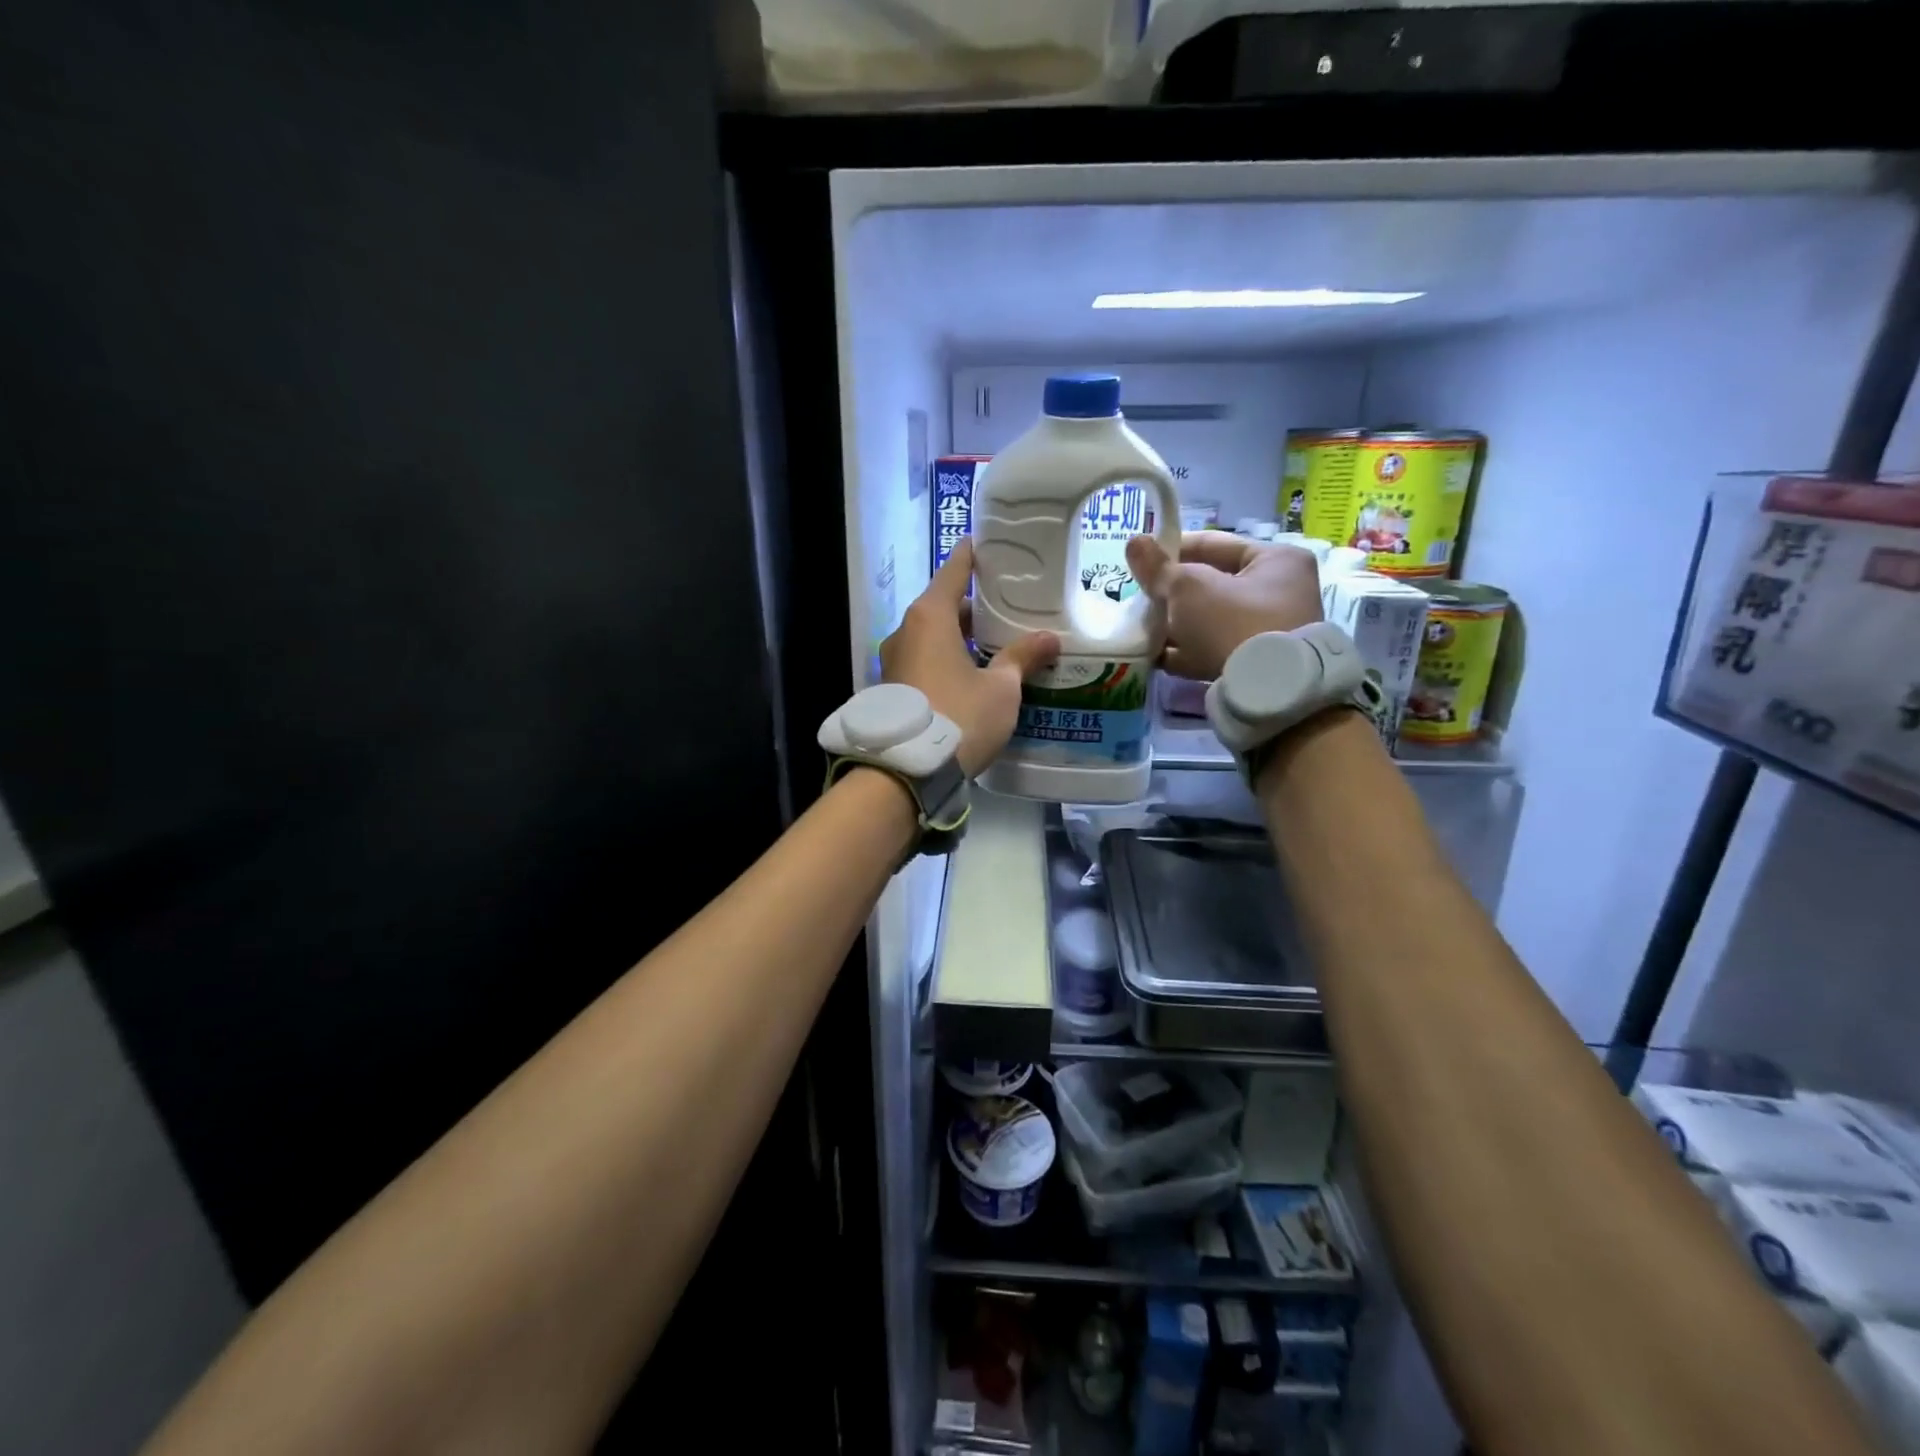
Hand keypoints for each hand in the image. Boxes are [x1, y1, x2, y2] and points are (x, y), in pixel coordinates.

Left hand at [880, 540, 1059, 777]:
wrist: (908, 770)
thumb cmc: (959, 716)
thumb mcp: (1001, 688)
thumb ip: (1023, 657)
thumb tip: (1050, 638)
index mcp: (930, 617)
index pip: (954, 572)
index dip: (972, 557)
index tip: (986, 545)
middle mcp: (905, 631)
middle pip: (942, 606)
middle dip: (973, 607)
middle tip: (1007, 607)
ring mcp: (894, 661)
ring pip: (932, 637)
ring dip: (959, 637)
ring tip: (995, 643)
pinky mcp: (892, 687)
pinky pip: (924, 660)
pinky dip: (946, 659)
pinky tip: (971, 673)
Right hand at [1124, 532, 1321, 680]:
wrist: (1266, 693)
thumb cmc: (1232, 623)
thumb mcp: (1189, 588)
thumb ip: (1159, 568)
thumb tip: (1133, 542)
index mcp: (1275, 560)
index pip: (1214, 544)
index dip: (1173, 549)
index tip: (1141, 560)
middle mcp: (1278, 592)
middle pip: (1210, 584)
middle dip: (1171, 592)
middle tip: (1138, 596)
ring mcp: (1266, 631)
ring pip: (1207, 619)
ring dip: (1174, 624)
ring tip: (1140, 627)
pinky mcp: (1253, 664)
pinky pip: (1210, 650)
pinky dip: (1183, 652)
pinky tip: (1153, 656)